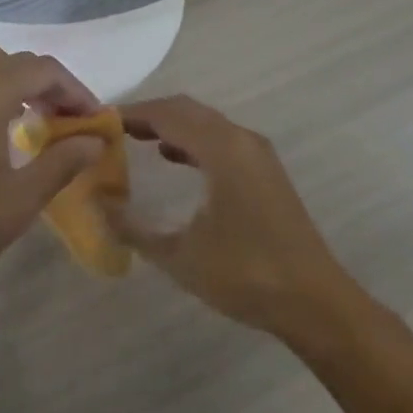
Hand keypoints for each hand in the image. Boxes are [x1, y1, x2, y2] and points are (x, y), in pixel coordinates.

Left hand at [0, 47, 104, 318]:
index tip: (93, 119)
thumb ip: (63, 162)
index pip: (43, 70)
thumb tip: (96, 140)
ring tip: (32, 122)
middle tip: (67, 121)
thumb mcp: (20, 200)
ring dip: (15, 84)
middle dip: (47, 84)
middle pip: (14, 62)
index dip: (74, 90)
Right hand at [106, 95, 355, 340]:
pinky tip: (174, 159)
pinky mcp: (264, 170)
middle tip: (114, 130)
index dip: (133, 113)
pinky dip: (192, 140)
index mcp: (222, 148)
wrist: (315, 302)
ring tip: (136, 140)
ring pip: (206, 122)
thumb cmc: (246, 274)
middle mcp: (241, 139)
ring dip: (172, 126)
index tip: (101, 122)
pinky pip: (220, 139)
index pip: (168, 114)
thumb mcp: (181, 256)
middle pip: (188, 110)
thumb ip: (134, 228)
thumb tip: (97, 205)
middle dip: (150, 114)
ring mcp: (257, 153)